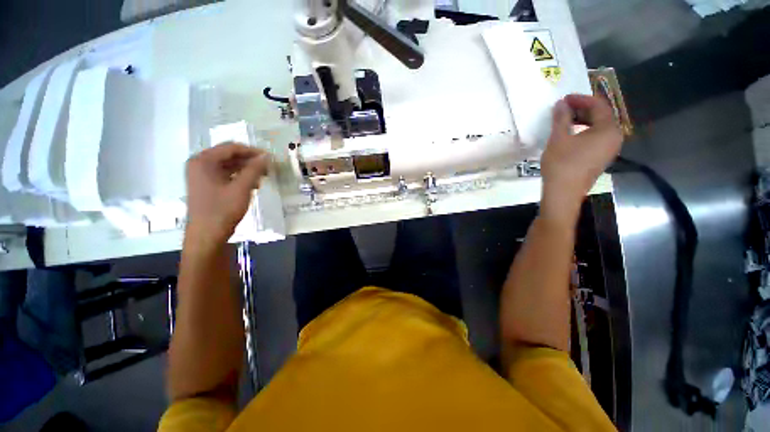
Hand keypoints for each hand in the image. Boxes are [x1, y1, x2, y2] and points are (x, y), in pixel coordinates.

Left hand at [185, 143, 269, 243]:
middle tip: (268, 168)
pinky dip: (239, 177)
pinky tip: (253, 184)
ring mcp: (201, 175)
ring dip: (246, 169)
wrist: (207, 234)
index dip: (252, 151)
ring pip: (228, 165)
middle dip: (250, 160)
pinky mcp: (206, 185)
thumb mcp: (241, 188)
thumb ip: (254, 170)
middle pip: (229, 155)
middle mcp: (199, 164)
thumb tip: (266, 157)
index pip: (231, 147)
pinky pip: (225, 174)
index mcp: (203, 161)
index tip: (270, 157)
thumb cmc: (223, 210)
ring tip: (263, 177)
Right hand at [540, 94, 622, 215]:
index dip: (581, 99)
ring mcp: (609, 149)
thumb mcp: (559, 138)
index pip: (599, 106)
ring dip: (582, 121)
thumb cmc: (562, 163)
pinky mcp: (601, 158)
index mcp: (608, 129)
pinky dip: (584, 132)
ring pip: (598, 128)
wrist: (563, 192)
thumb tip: (561, 104)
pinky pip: (596, 138)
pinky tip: (570, 135)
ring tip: (565, 121)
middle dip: (582, 109)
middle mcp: (614, 137)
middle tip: (563, 109)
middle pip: (601, 116)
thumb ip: (561, 118)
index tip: (564, 99)